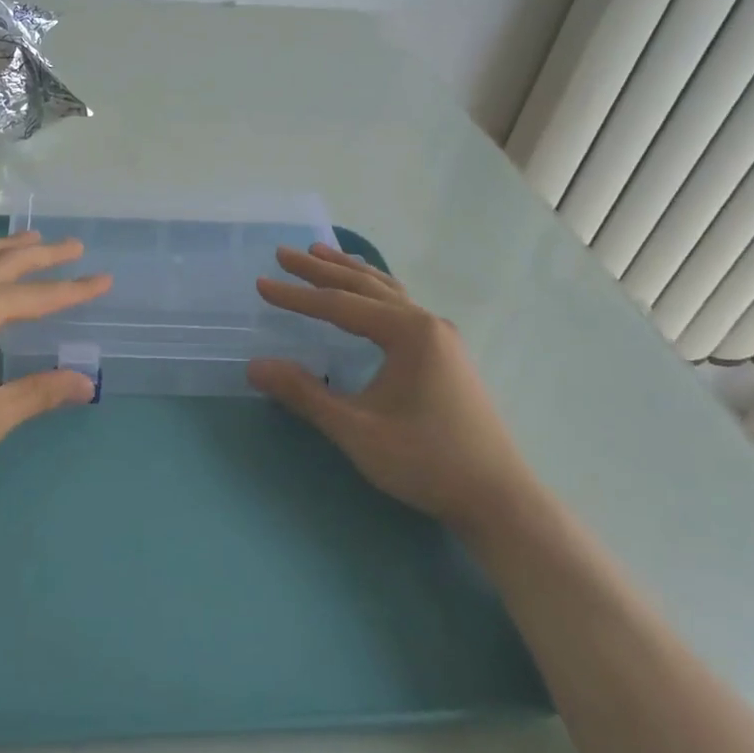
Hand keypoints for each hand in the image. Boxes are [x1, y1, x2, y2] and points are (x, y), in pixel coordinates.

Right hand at [246, 244, 531, 535]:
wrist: (498, 499)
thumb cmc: (426, 461)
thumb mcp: (357, 430)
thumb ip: (305, 394)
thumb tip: (255, 366)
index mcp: (409, 333)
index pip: (340, 305)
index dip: (297, 296)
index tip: (261, 284)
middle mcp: (427, 323)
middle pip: (364, 286)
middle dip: (321, 270)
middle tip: (283, 253)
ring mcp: (441, 338)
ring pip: (387, 291)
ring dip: (350, 273)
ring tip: (320, 253)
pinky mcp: (446, 355)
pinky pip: (401, 306)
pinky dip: (373, 291)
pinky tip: (367, 295)